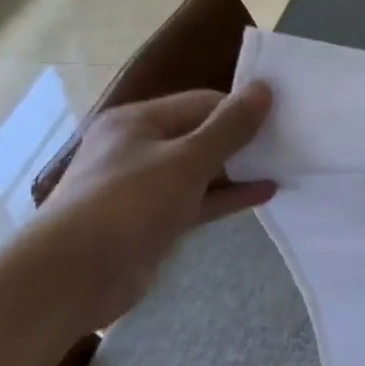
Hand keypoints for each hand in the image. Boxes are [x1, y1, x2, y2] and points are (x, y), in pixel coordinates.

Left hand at [23, 85, 277, 331]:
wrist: (73, 277)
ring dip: (240, 169)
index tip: (284, 120)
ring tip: (286, 167)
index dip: (241, 109)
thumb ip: (229, 127)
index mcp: (137, 122)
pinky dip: (229, 196)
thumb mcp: (186, 160)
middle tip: (291, 143)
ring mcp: (145, 187)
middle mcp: (139, 148)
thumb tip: (264, 88)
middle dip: (243, 139)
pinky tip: (265, 194)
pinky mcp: (154, 220)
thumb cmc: (128, 205)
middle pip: (201, 134)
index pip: (202, 103)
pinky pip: (199, 200)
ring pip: (202, 170)